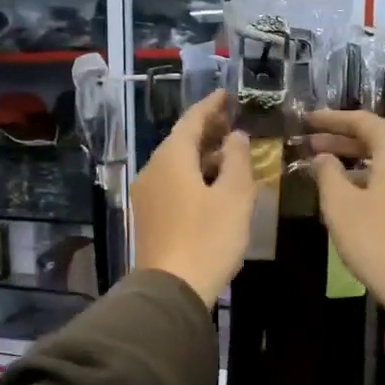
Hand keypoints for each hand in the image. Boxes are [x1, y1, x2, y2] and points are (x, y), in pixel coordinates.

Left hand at [130, 91, 254, 307]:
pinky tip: (212, 185)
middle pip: (180, 141)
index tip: (227, 95)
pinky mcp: (149, 217)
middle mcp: (153, 170)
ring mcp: (147, 195)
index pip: (191, 120)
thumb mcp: (234, 196)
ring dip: (202, 156)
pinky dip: (193, 176)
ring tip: (229, 154)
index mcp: (171, 158)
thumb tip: (235, 137)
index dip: (211, 106)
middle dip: (207, 130)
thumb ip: (238, 160)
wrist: (171, 289)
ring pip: (176, 164)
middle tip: (232, 122)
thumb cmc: (207, 238)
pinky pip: (172, 184)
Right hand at [306, 109, 384, 317]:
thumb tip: (323, 157)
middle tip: (310, 145)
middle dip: (342, 141)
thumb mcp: (341, 206)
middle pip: (378, 141)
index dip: (332, 120)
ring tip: (326, 172)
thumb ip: (328, 174)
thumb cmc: (378, 240)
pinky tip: (352, 197)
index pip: (363, 121)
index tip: (307, 121)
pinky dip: (372, 180)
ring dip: (356, 164)